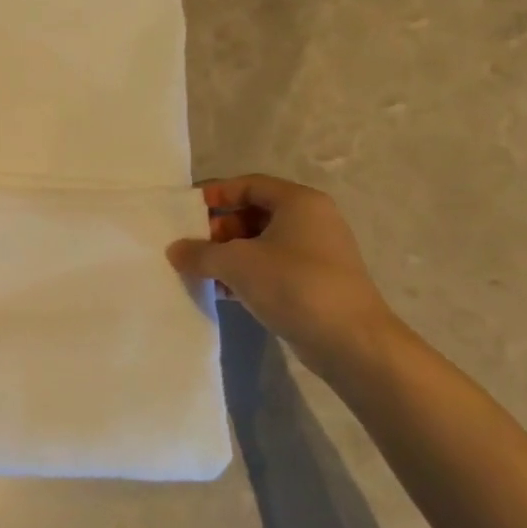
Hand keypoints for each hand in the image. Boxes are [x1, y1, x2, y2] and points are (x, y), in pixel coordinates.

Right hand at [168, 174, 400, 373]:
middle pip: (253, 213)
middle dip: (218, 228)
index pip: (249, 184)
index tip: (186, 212)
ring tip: (201, 271)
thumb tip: (175, 250)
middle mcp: (311, 221)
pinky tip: (222, 292)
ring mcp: (315, 254)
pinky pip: (271, 268)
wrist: (351, 343)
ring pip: (260, 243)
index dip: (215, 194)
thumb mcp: (237, 263)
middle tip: (191, 246)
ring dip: (228, 255)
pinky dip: (245, 274)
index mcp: (299, 202)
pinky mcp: (314, 283)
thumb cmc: (294, 285)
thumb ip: (200, 252)